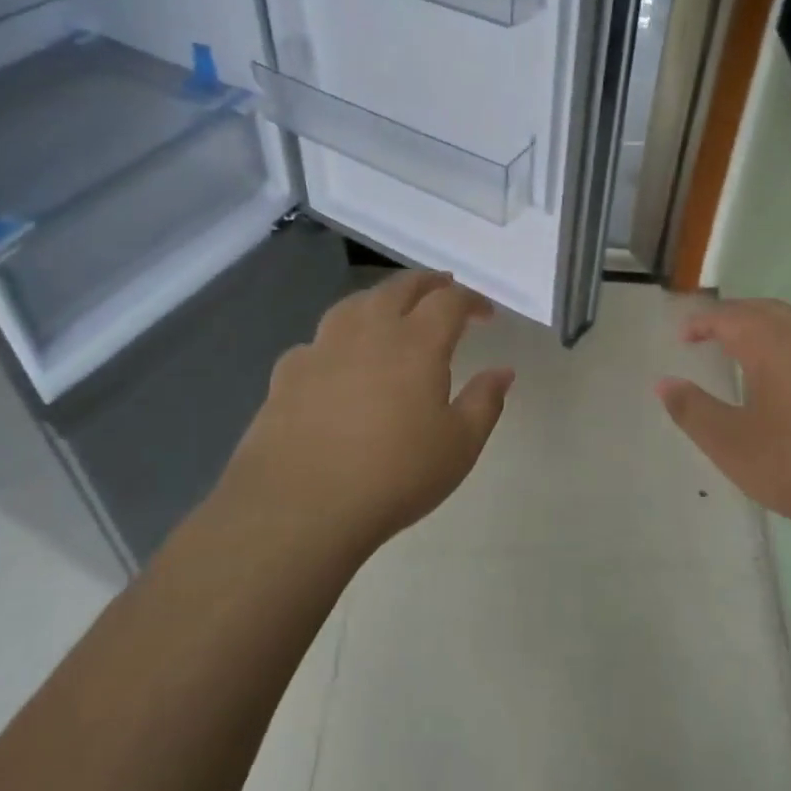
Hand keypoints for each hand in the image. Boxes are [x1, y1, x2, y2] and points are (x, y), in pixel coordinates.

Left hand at [225, 271, 514, 549]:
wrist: (301, 507)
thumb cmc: (394, 475)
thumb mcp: (459, 446)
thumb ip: (485, 402)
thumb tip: (503, 371)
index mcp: (416, 343)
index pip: (449, 301)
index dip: (471, 300)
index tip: (486, 314)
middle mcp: (368, 332)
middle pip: (399, 288)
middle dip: (426, 283)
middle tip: (442, 287)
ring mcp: (322, 348)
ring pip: (354, 304)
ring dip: (380, 299)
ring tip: (390, 309)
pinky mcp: (287, 373)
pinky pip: (317, 341)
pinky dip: (337, 340)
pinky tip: (336, 360)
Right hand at [656, 298, 790, 547]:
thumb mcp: (732, 445)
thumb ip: (693, 411)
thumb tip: (665, 383)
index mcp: (774, 344)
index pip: (729, 317)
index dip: (702, 323)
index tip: (684, 336)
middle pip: (769, 311)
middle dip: (739, 317)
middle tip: (716, 333)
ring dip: (774, 334)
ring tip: (757, 358)